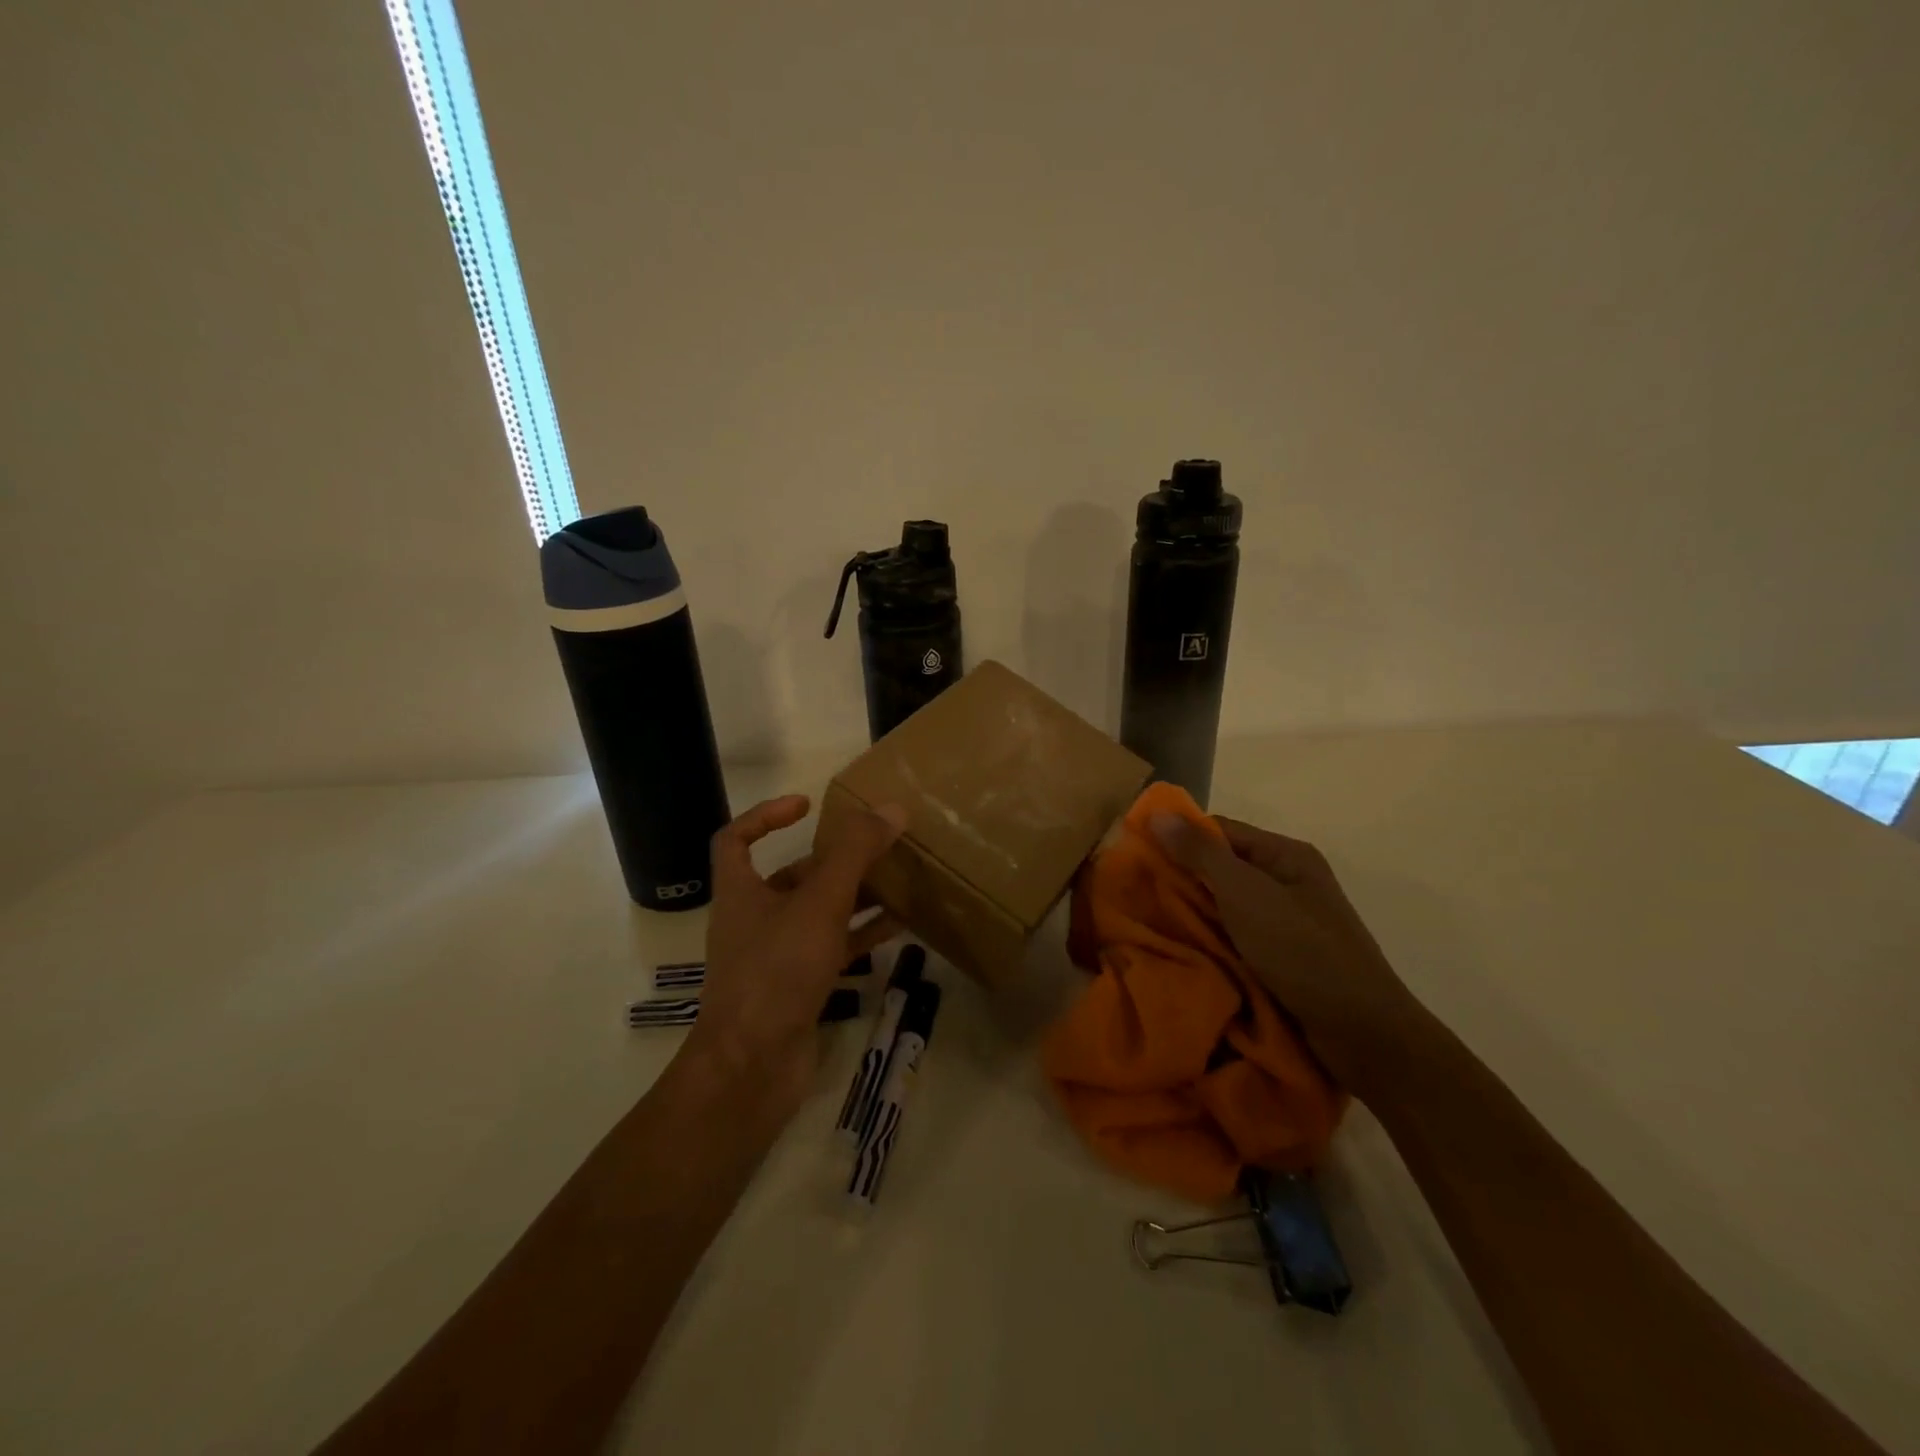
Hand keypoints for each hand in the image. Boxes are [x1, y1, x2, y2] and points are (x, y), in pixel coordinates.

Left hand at [687, 795, 906, 1115]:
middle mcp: (753, 920)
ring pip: (818, 914)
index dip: (765, 815)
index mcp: (740, 892)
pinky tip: (901, 926)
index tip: (807, 806)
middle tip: (876, 845)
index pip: (735, 839)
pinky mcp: (798, 988)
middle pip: (791, 877)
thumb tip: (890, 808)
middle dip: (832, 860)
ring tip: (898, 879)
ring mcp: (775, 957)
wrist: (753, 1068)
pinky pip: (834, 949)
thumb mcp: (819, 902)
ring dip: (854, 896)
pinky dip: (862, 935)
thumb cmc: (776, 971)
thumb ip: (854, 854)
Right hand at [1151, 812, 1424, 1096]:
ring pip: (1226, 908)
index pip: (1220, 831)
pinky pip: (1237, 940)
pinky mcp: (1284, 960)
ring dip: (1193, 916)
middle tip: (1136, 894)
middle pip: (1222, 869)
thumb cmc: (1302, 951)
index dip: (1179, 838)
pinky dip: (1212, 943)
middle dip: (1182, 881)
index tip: (1137, 855)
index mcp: (1286, 856)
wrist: (1362, 1034)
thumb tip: (1157, 813)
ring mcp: (1288, 923)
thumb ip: (1201, 854)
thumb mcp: (1246, 895)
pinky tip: (1184, 952)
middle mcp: (1289, 883)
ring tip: (1149, 924)